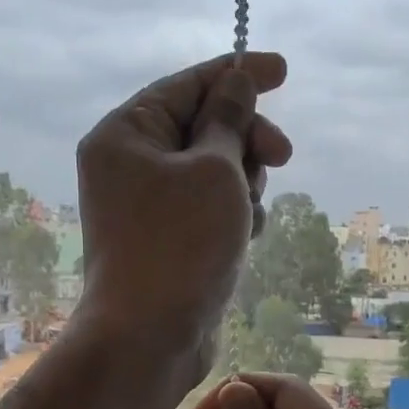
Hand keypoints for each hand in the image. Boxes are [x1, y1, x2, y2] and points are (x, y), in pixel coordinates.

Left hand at [74, 53, 290, 387]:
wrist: (149, 337)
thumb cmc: (181, 245)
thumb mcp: (216, 171)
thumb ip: (230, 120)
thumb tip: (237, 80)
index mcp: (125, 135)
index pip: (186, 85)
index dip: (238, 74)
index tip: (283, 71)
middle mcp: (129, 166)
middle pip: (201, 128)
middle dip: (245, 140)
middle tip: (282, 156)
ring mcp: (147, 208)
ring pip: (211, 173)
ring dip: (243, 184)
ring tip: (249, 214)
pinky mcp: (167, 243)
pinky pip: (207, 210)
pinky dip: (232, 216)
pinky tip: (245, 238)